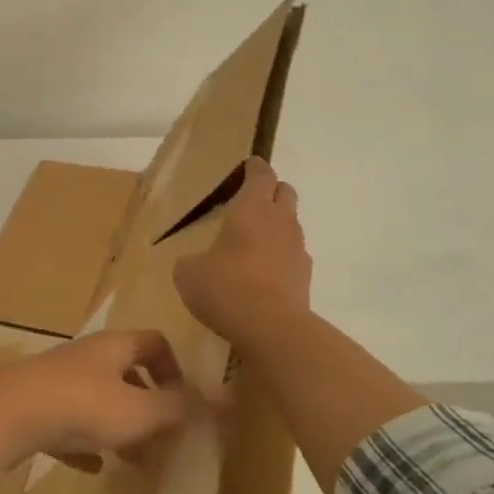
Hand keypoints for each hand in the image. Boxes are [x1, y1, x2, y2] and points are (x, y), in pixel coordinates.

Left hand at [0, 330, 198, 468]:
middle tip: (161, 438)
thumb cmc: (80, 407)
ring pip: (97, 400)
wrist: (4, 415)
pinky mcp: (33, 407)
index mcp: (114, 347)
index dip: (174, 369)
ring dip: (117, 427)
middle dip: (147, 406)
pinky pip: (67, 422)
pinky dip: (83, 442)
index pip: (154, 343)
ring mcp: (56, 381)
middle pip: (125, 373)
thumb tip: (221, 399)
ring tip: (134, 460)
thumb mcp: (139, 411)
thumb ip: (178, 408)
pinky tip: (90, 466)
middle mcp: (86, 357)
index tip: (182, 402)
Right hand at [173, 157, 312, 349]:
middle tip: (253, 200)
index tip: (249, 164)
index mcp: (252, 209)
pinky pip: (294, 256)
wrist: (271, 328)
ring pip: (291, 225)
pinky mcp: (305, 277)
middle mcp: (280, 221)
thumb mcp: (189, 273)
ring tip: (255, 241)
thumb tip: (195, 263)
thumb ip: (191, 261)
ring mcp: (297, 249)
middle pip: (285, 192)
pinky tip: (264, 273)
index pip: (260, 175)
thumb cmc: (226, 288)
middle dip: (272, 191)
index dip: (255, 168)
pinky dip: (281, 257)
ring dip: (277, 226)